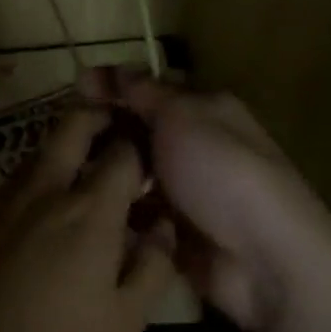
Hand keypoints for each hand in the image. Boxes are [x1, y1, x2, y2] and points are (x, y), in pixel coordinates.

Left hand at [0, 106, 176, 331]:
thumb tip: (164, 226)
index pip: (124, 151)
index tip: (154, 156)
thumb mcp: (121, 327)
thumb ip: (151, 269)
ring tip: (86, 173)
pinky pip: (18, 178)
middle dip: (100, 115)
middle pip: (74, 124)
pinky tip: (43, 211)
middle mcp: (47, 188)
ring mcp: (6, 196)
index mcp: (89, 210)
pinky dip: (40, 178)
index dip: (143, 146)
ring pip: (43, 149)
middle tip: (117, 129)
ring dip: (68, 147)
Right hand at [82, 70, 330, 331]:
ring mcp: (187, 191)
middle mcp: (196, 144)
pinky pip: (138, 214)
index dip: (114, 84)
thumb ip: (143, 92)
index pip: (150, 87)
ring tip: (69, 174)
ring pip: (135, 172)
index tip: (75, 88)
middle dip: (106, 129)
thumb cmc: (222, 171)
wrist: (266, 261)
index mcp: (204, 108)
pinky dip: (118, 211)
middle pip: (139, 129)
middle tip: (64, 136)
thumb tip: (113, 70)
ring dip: (108, 172)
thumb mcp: (180, 116)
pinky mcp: (177, 234)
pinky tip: (86, 209)